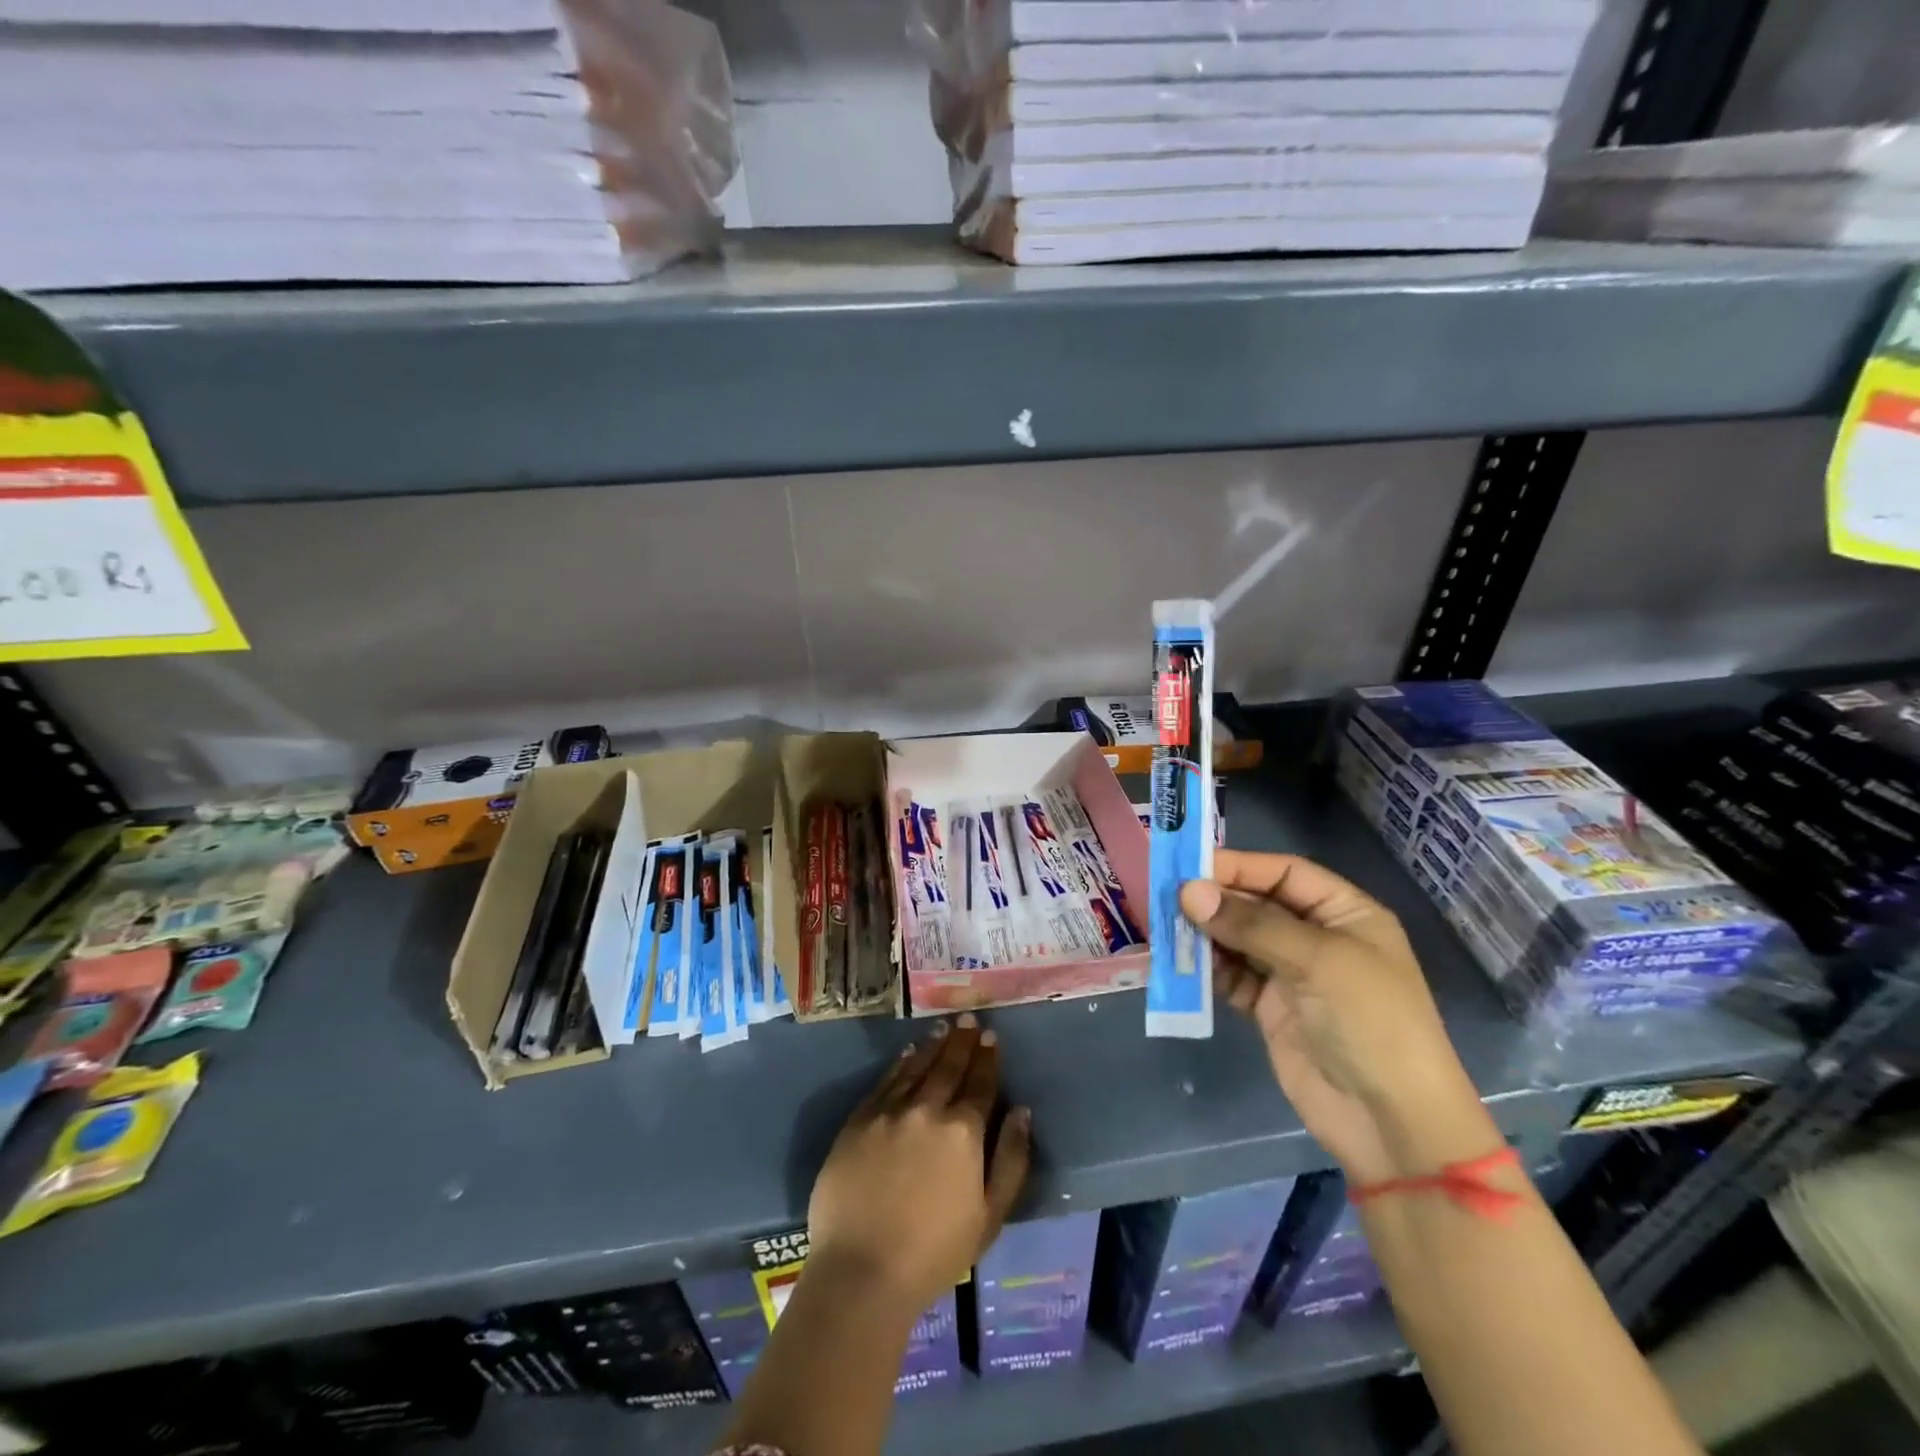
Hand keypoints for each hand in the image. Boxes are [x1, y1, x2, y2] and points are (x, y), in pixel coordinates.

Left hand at [807, 1013, 1030, 1317]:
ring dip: (933, 1046)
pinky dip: (900, 1064)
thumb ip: (1011, 1160)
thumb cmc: (934, 1253)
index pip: (980, 1084)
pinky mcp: (858, 1121)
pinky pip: (885, 1081)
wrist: (861, 1271)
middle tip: (969, 1019)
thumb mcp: (990, 1216)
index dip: (987, 1059)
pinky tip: (908, 1053)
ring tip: (943, 1028)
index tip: (991, 1036)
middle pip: (948, 1067)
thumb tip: (1021, 1111)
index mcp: (963, 1131)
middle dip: (962, 1041)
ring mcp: (889, 1111)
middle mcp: (927, 1109)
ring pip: (916, 1067)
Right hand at [1180, 850, 1495, 1184]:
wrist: (1391, 1122)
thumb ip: (1250, 924)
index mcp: (1344, 913)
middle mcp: (1316, 938)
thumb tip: (1188, 891)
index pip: (1284, 873)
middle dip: (1214, 901)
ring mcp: (1292, 975)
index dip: (1238, 867)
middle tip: (1165, 897)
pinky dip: (1207, 971)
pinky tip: (1180, 965)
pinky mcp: (1270, 1010)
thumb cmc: (1369, 1021)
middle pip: (1256, 905)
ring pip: (1238, 941)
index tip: (1188, 866)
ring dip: (1205, 935)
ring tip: (1165, 929)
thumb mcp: (1317, 960)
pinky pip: (1231, 978)